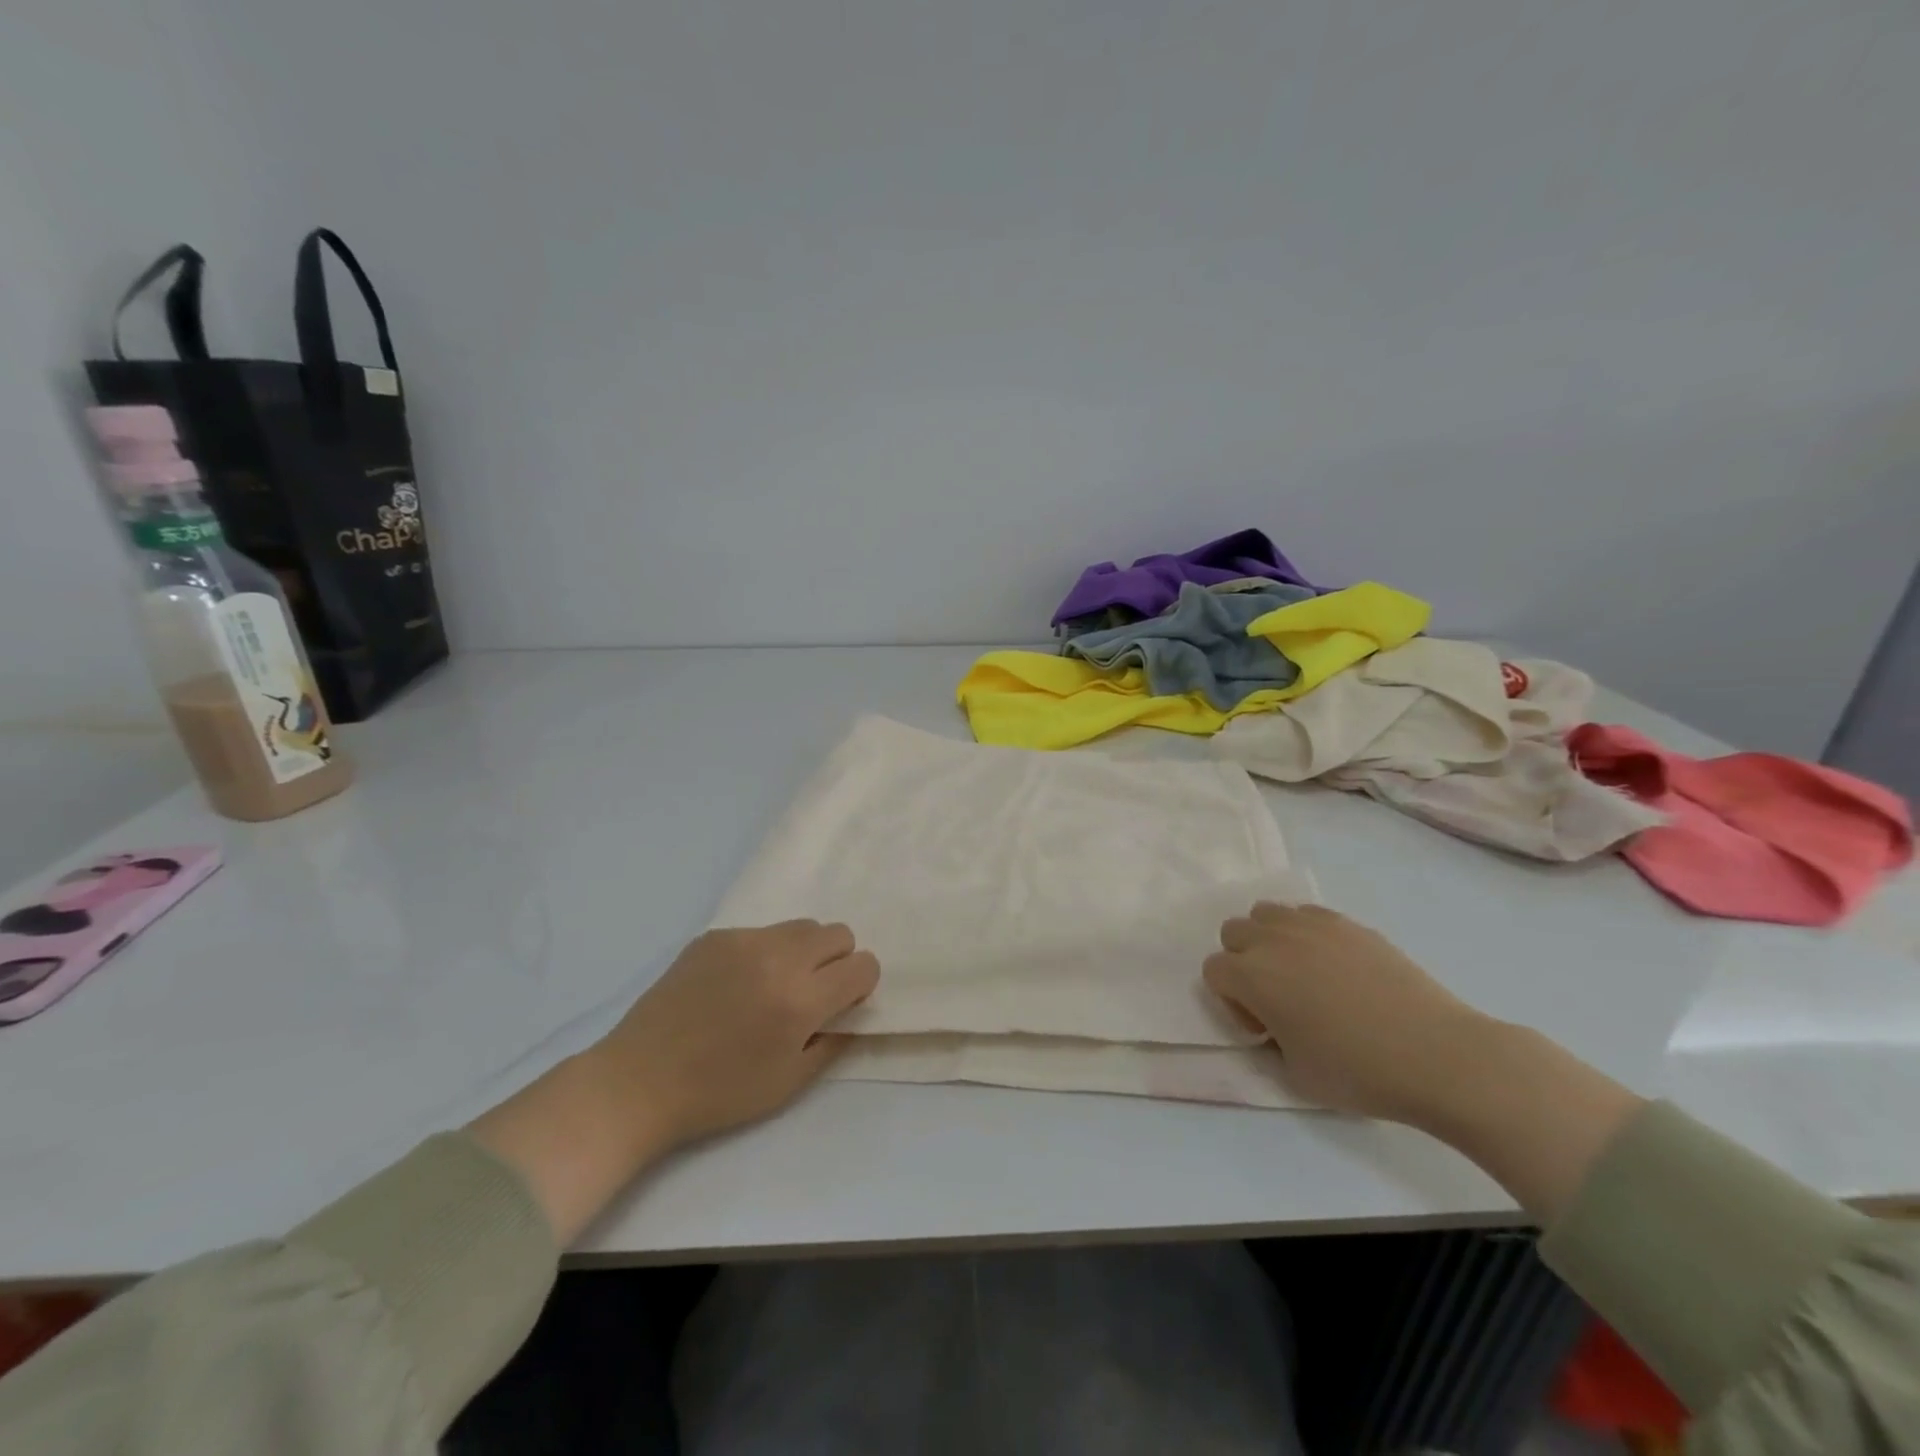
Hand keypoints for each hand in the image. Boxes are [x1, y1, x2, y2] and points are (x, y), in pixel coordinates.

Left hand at [470, 921, 878, 1243]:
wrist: (638, 1082)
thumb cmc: (719, 1094)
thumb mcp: (790, 1083)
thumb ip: (833, 1040)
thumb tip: (851, 1008)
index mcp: (799, 1000)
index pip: (863, 966)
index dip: (860, 985)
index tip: (841, 1005)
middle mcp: (777, 958)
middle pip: (839, 933)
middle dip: (837, 961)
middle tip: (812, 993)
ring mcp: (743, 941)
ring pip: (801, 926)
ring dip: (803, 952)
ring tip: (773, 986)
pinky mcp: (714, 936)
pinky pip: (761, 932)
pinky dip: (764, 953)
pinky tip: (734, 986)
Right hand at [1203, 901, 1480, 1121]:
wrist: (1438, 1055)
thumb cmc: (1359, 1072)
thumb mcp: (1295, 1075)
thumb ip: (1268, 1043)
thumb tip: (1273, 1026)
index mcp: (1252, 976)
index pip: (1213, 971)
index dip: (1232, 1002)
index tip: (1265, 1029)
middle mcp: (1273, 940)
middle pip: (1233, 931)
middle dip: (1244, 961)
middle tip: (1278, 997)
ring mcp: (1312, 926)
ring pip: (1266, 913)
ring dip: (1270, 940)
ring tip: (1303, 975)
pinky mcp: (1348, 923)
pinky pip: (1307, 914)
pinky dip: (1307, 934)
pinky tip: (1337, 968)